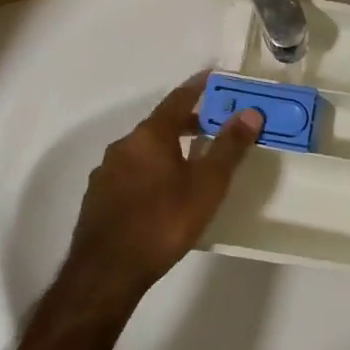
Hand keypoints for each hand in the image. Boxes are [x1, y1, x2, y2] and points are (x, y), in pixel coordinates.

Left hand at [62, 77, 262, 307]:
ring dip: (168, 148)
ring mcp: (106, 172)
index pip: (178, 98)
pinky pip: (131, 171)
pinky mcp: (98, 198)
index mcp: (150, 135)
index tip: (215, 77)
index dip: (198, 86)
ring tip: (191, 162)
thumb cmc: (163, 222)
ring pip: (143, 150)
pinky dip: (151, 170)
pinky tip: (162, 192)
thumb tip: (250, 112)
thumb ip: (229, 147)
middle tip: (213, 126)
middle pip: (160, 124)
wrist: (107, 273)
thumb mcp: (207, 185)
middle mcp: (124, 145)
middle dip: (187, 122)